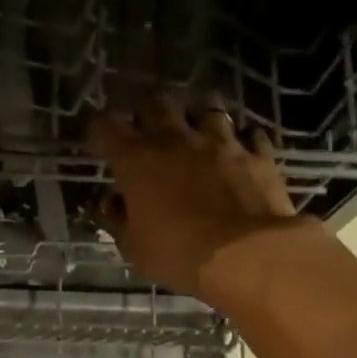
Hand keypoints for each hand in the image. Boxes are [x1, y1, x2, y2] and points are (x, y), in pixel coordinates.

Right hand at [89, 95, 304, 299]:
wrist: (247, 255)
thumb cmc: (179, 255)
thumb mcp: (136, 248)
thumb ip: (120, 221)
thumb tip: (112, 204)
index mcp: (137, 162)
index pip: (106, 126)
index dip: (99, 130)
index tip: (100, 142)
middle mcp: (176, 140)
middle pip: (156, 102)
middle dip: (147, 112)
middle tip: (147, 130)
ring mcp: (221, 142)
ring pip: (208, 108)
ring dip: (199, 118)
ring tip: (198, 134)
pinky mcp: (257, 154)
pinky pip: (249, 135)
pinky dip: (242, 140)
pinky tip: (240, 151)